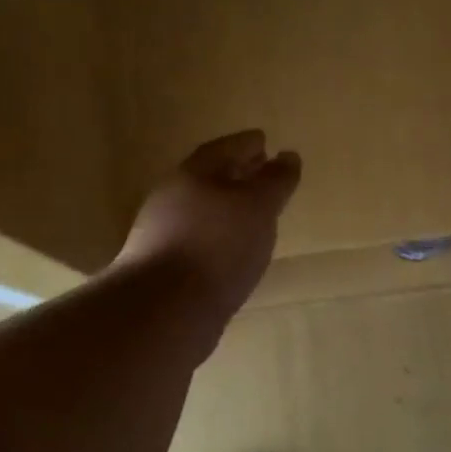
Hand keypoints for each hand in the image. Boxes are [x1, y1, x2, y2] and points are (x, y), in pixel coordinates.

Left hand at [115, 130, 301, 318]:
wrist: (164, 311)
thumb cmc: (217, 246)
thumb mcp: (258, 207)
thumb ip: (275, 180)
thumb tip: (288, 156)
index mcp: (192, 174)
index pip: (223, 149)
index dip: (246, 144)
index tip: (265, 141)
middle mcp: (171, 198)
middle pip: (208, 178)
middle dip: (236, 174)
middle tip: (262, 173)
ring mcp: (162, 235)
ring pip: (202, 211)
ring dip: (227, 209)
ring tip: (254, 215)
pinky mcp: (163, 269)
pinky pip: (197, 241)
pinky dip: (218, 238)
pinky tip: (234, 252)